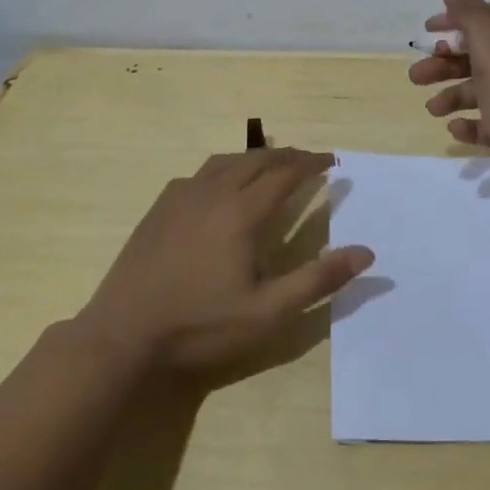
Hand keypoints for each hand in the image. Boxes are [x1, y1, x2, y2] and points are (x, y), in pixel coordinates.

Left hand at [73, 148, 373, 379]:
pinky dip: (222, 169)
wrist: (123, 334)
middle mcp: (213, 193)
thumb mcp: (268, 312)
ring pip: (225, 161)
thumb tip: (366, 252)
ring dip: (253, 157)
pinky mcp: (159, 209)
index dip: (311, 163)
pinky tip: (219, 187)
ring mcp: (181, 198)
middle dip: (286, 155)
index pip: (285, 174)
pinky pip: (198, 174)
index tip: (331, 161)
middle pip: (256, 160)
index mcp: (242, 213)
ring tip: (270, 164)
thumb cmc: (201, 325)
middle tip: (308, 160)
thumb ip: (318, 280)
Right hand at [407, 0, 489, 207]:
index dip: (458, 21)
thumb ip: (472, 18)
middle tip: (416, 75)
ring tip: (431, 110)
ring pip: (489, 88)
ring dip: (455, 94)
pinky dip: (475, 121)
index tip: (427, 32)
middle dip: (449, 64)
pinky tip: (455, 130)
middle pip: (489, 55)